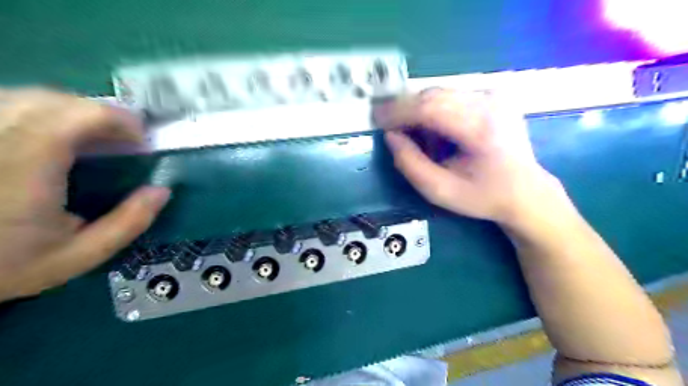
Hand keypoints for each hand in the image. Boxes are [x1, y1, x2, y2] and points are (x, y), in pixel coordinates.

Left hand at [0, 89, 169, 301]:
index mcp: (26, 167)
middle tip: (121, 139)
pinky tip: (52, 135)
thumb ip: (128, 223)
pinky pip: (6, 105)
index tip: (141, 141)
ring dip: (70, 110)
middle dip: (98, 113)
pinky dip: (40, 112)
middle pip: (53, 99)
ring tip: (91, 137)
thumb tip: (161, 191)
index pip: (78, 116)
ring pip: (26, 96)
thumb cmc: (4, 265)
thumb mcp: (80, 255)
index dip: (119, 120)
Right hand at [376, 90, 563, 227]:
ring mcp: (495, 95)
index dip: (398, 111)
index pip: (429, 107)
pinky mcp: (494, 95)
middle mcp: (491, 102)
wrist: (527, 192)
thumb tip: (390, 135)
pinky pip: (452, 97)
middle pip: (433, 95)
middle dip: (405, 110)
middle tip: (389, 127)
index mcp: (481, 128)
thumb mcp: (439, 191)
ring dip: (420, 112)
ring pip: (440, 93)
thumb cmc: (483, 196)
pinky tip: (437, 133)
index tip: (376, 119)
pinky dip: (436, 111)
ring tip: (417, 138)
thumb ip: (409, 164)